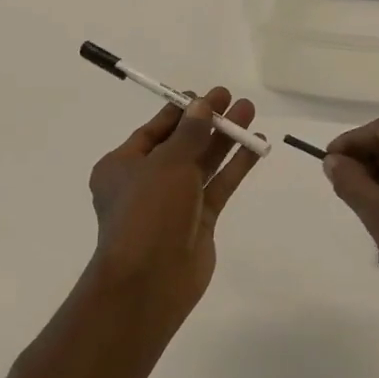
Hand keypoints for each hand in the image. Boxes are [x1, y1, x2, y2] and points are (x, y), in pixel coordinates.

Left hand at [88, 87, 260, 314]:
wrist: (150, 282)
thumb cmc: (148, 212)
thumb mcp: (167, 163)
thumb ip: (190, 132)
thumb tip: (202, 105)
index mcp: (122, 166)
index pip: (156, 130)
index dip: (182, 110)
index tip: (209, 96)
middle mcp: (146, 182)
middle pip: (182, 143)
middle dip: (209, 121)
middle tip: (234, 100)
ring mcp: (174, 202)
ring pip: (203, 163)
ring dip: (225, 139)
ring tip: (250, 113)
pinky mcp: (198, 221)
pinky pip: (218, 186)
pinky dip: (235, 166)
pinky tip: (256, 146)